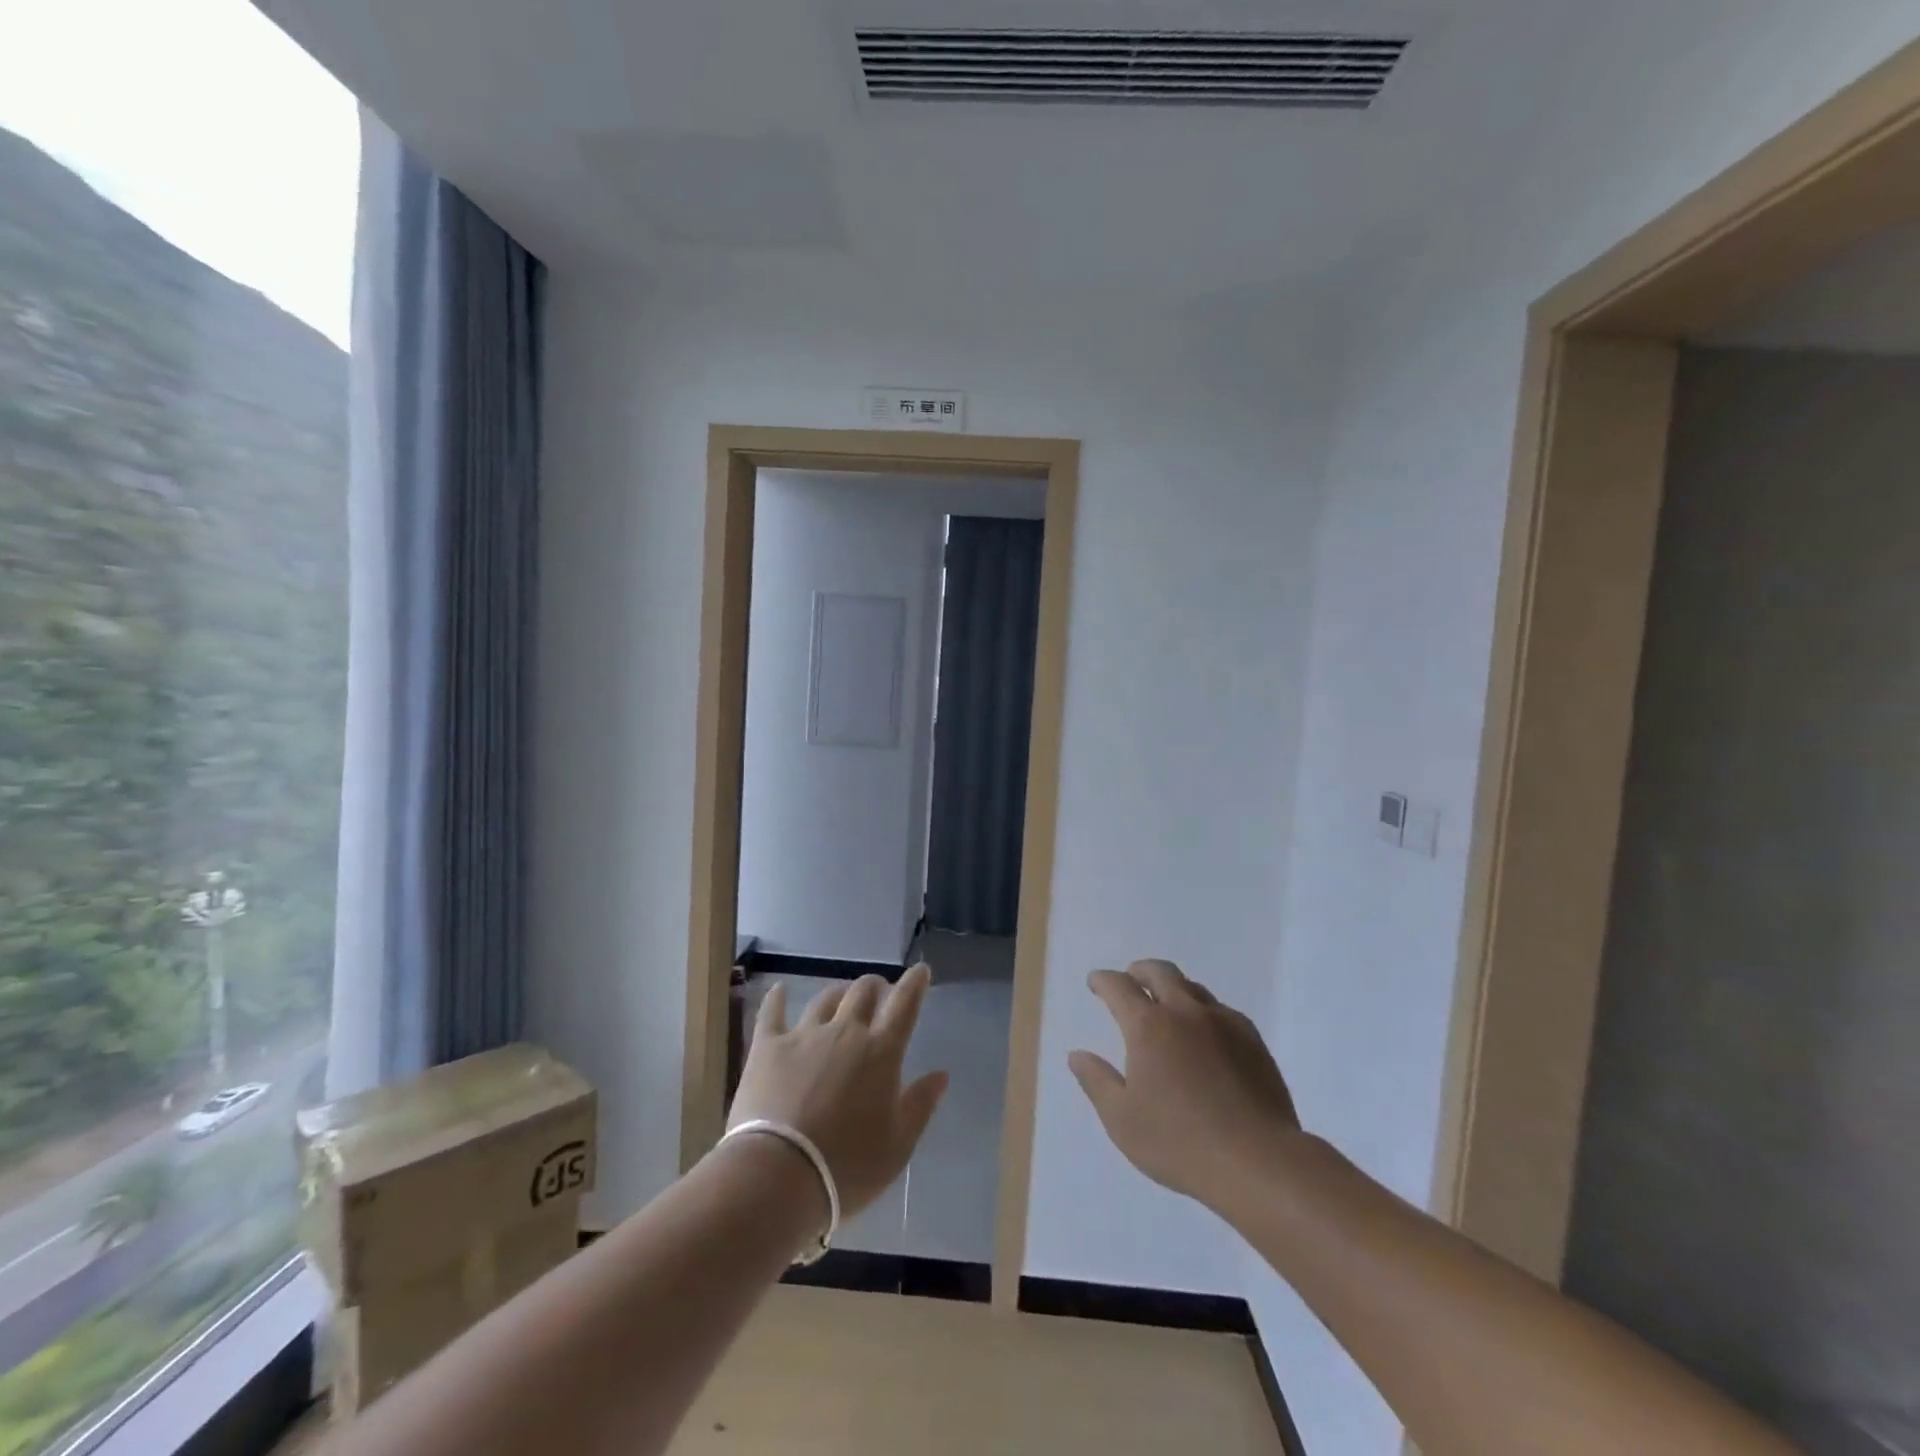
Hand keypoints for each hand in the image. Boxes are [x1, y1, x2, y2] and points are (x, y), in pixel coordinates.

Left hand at [728, 964, 949, 1215]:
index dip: (915, 984)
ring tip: (841, 996)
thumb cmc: (847, 1167)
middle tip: (880, 992)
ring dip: (838, 993)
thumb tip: (941, 1074)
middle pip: (863, 992)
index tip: (920, 971)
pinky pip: (772, 1013)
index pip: (904, 1005)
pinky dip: (777, 999)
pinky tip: (778, 990)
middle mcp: (845, 1032)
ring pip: (825, 999)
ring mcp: (804, 1035)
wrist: (777, 1176)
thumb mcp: (898, 1146)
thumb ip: (920, 1105)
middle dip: (876, 986)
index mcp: (881, 1052)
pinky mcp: (767, 1047)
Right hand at [1069, 959, 1300, 1209]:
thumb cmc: (1179, 1142)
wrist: (1258, 1161)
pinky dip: (1203, 1012)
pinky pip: (1222, 1011)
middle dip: (1139, 971)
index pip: (1118, 986)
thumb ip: (1096, 1082)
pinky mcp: (1253, 1040)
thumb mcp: (1121, 1120)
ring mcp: (1223, 1023)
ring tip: (1167, 1007)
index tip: (1095, 983)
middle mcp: (1185, 1012)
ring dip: (1173, 989)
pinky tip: (1205, 1036)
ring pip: (1192, 988)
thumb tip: (1077, 1055)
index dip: (1103, 981)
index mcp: (1148, 1026)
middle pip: (1159, 971)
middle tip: (1130, 981)